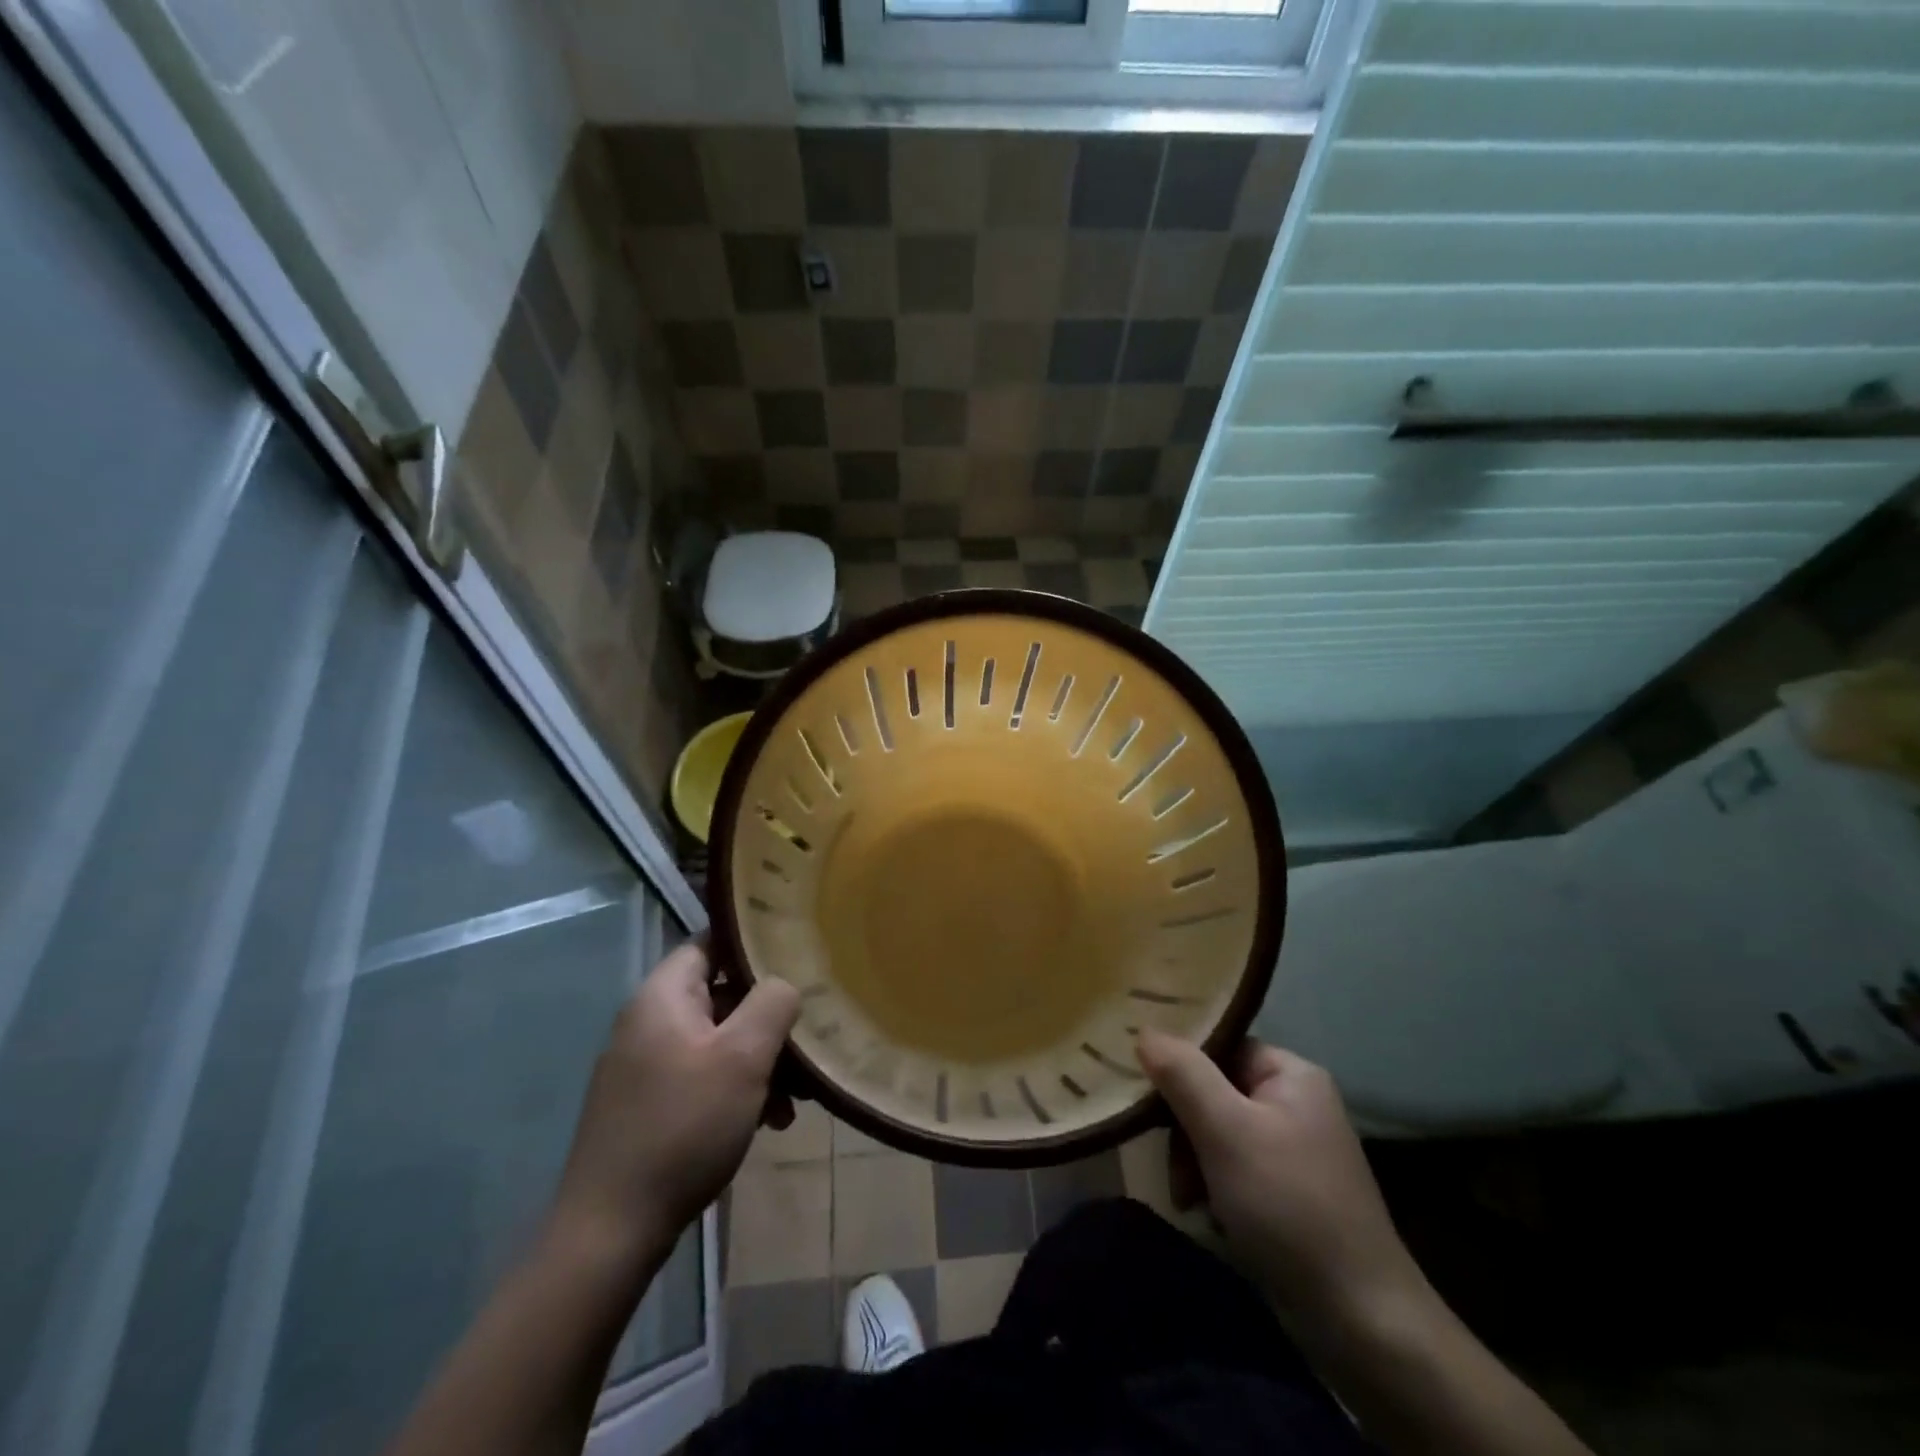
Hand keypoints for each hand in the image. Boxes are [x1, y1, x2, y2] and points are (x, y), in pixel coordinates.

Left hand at [551, 941, 799, 1270]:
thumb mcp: (743, 1058)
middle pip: (721, 996)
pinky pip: (702, 1076)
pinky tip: (766, 1122)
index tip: (798, 959)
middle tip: (805, 1046)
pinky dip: (736, 1089)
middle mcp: (648, 1022)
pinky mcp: (647, 1105)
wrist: (611, 1231)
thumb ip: (772, 1003)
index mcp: (662, 997)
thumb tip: (784, 982)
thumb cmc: (683, 1127)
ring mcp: (644, 1066)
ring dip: (759, 1062)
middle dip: (768, 1019)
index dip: (755, 946)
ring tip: (794, 1101)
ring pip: (718, 1041)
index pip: (711, 942)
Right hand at [1136, 1033, 1426, 1330]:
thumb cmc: (1289, 1206)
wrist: (1362, 1322)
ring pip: (1218, 1132)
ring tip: (1189, 1200)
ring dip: (1194, 1163)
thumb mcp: (1226, 1131)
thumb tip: (1144, 1029)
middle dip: (1185, 1130)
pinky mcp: (1290, 1191)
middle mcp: (1296, 1101)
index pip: (1219, 1047)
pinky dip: (1214, 1187)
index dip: (1180, 1068)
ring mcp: (1295, 1148)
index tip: (1147, 1099)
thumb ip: (1183, 1074)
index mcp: (1291, 1073)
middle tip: (1176, 1171)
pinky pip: (1234, 1166)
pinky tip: (1210, 1216)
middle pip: (1214, 1090)